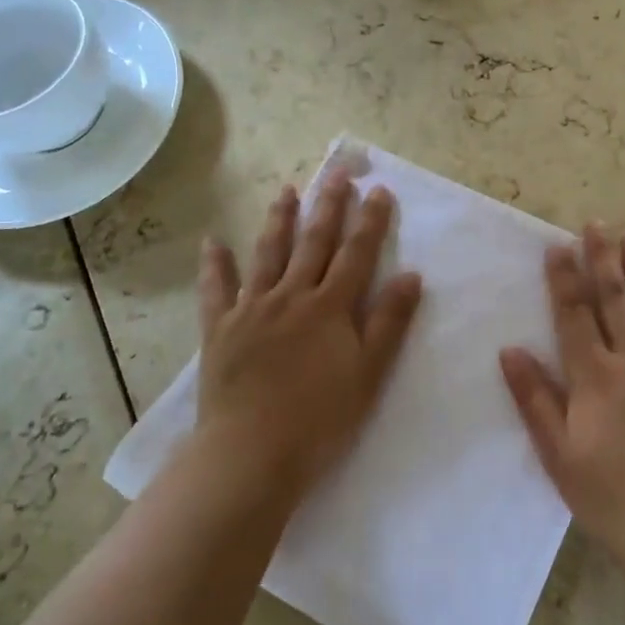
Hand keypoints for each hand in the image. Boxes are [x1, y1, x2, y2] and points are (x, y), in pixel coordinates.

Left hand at [195, 170, 423, 500]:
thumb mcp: (368, 374)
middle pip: (314, 242)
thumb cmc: (319, 420)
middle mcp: (291, 296)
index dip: (370, 221)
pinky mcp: (220, 328)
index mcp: (329, 308)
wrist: (251, 454)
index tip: (378, 189)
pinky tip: (213, 241)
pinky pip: (215, 289)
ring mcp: (251, 309)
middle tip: (337, 171)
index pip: (356, 254)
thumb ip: (389, 322)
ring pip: (268, 253)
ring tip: (287, 190)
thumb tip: (411, 274)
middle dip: (329, 204)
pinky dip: (215, 265)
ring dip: (279, 220)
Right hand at [500, 224, 624, 593]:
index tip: (557, 246)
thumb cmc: (613, 498)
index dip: (564, 279)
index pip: (575, 315)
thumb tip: (510, 350)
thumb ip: (535, 399)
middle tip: (597, 224)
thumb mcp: (559, 455)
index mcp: (596, 377)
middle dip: (603, 259)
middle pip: (616, 300)